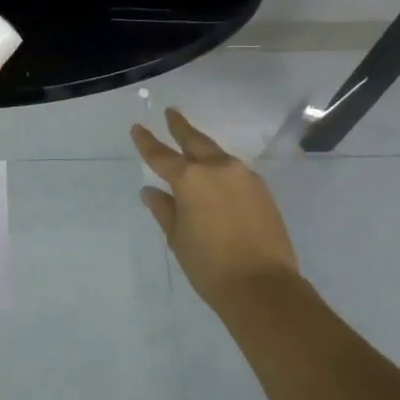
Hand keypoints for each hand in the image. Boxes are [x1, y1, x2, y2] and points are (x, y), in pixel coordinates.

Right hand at [132, 108, 300, 309]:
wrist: (262, 286)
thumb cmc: (209, 265)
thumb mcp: (177, 238)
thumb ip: (164, 209)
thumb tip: (151, 191)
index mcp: (190, 179)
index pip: (161, 155)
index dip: (147, 142)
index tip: (137, 128)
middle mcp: (217, 168)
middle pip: (195, 141)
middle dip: (180, 127)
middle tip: (171, 113)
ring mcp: (244, 177)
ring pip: (217, 154)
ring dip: (203, 148)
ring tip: (192, 145)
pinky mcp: (262, 190)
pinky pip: (234, 171)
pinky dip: (221, 168)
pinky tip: (217, 176)